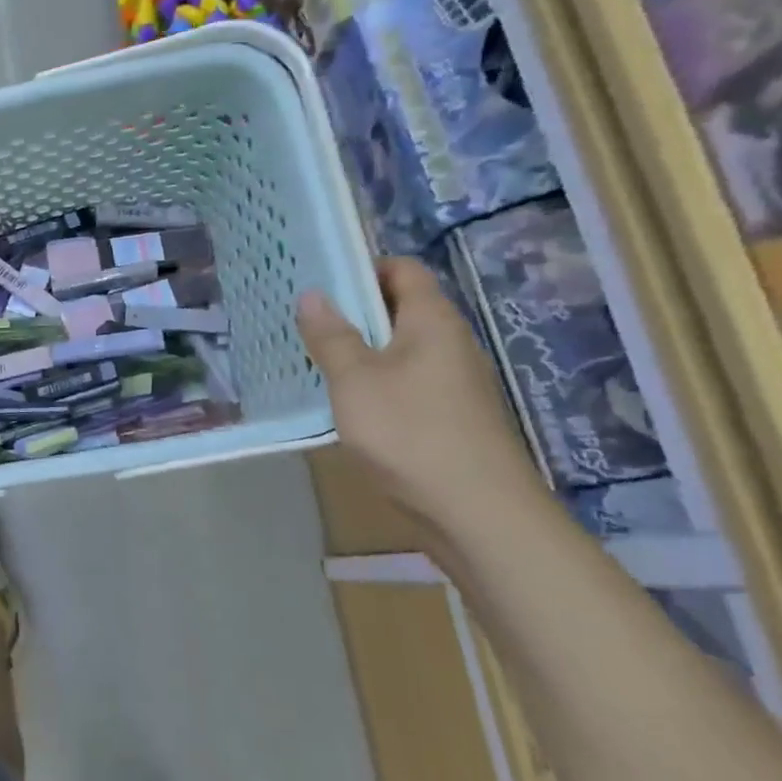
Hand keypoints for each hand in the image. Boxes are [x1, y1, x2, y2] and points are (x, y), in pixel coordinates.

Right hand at [298, 257, 548, 540]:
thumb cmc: (410, 433)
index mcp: (432, 321)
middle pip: (400, 309)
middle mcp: (450, 343)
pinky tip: (347, 405)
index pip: (402, 270)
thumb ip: (331, 336)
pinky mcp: (451, 417)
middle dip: (353, 312)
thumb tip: (312, 294)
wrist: (478, 512)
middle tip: (304, 322)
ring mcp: (454, 382)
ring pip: (400, 350)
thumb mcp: (355, 380)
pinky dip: (375, 384)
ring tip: (315, 361)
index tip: (318, 281)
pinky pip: (406, 383)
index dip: (362, 268)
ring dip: (361, 351)